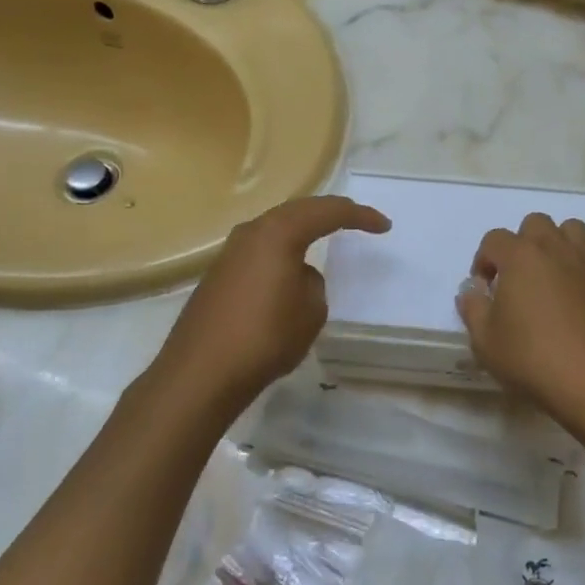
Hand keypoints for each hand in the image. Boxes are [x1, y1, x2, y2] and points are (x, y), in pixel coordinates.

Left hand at [144, 195, 389, 419]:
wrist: (200, 374)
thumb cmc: (264, 337)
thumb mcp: (310, 311)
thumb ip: (313, 284)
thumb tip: (299, 276)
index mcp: (279, 233)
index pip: (328, 213)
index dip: (359, 216)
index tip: (384, 226)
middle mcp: (252, 232)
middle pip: (298, 210)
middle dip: (330, 213)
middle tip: (357, 220)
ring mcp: (230, 252)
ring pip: (275, 228)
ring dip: (303, 229)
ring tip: (326, 235)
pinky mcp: (218, 274)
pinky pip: (261, 249)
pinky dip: (283, 250)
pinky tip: (291, 267)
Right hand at [456, 214, 584, 437]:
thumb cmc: (534, 360)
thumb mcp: (486, 342)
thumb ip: (473, 309)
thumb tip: (472, 290)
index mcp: (520, 257)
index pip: (494, 239)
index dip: (483, 260)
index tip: (484, 289)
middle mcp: (555, 248)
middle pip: (535, 223)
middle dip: (522, 243)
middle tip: (518, 278)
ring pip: (573, 229)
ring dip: (559, 244)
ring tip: (553, 276)